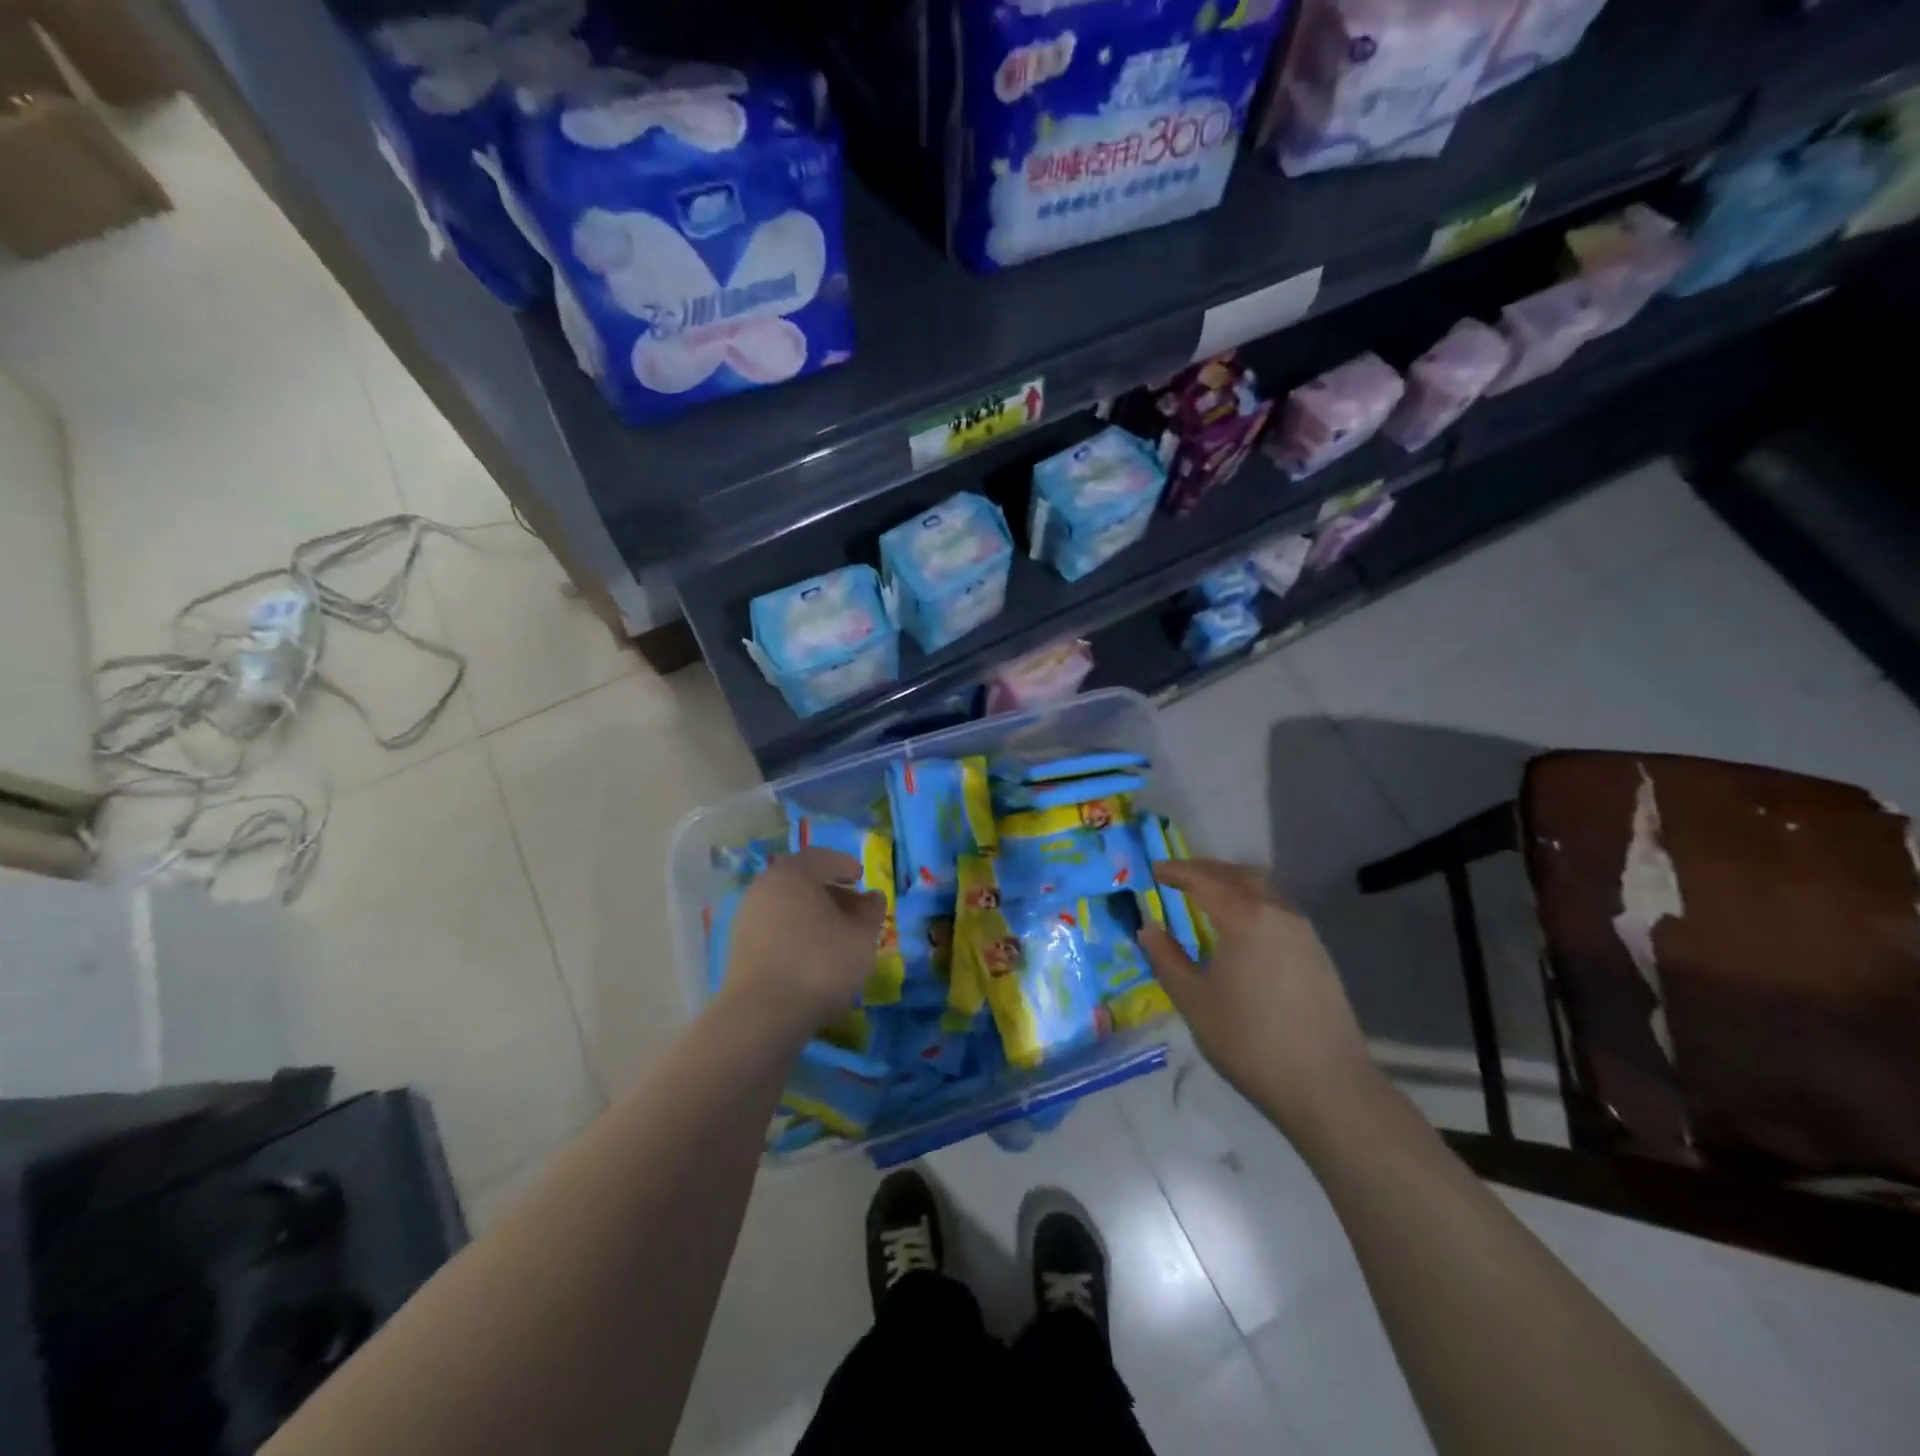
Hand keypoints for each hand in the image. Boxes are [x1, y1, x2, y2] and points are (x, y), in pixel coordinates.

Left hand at [722, 849, 885, 1037]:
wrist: (762, 1015)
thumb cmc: (819, 963)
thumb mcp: (861, 936)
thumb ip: (871, 911)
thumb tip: (873, 897)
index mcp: (792, 874)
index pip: (820, 857)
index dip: (843, 864)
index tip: (861, 877)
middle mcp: (764, 888)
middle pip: (802, 882)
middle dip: (831, 893)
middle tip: (855, 909)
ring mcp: (747, 919)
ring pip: (788, 907)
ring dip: (814, 916)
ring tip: (838, 937)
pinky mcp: (740, 949)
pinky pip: (776, 929)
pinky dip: (797, 934)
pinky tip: (814, 956)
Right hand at [1140, 859, 1378, 1134]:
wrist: (1326, 1084)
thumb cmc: (1249, 1041)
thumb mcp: (1194, 1001)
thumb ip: (1166, 959)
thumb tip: (1148, 928)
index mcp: (1244, 917)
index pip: (1204, 879)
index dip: (1177, 871)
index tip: (1155, 870)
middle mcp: (1277, 912)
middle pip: (1237, 875)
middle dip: (1205, 870)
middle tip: (1178, 877)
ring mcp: (1303, 931)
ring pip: (1263, 889)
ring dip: (1232, 883)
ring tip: (1208, 897)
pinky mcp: (1317, 952)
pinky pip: (1279, 908)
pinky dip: (1253, 902)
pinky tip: (1242, 927)